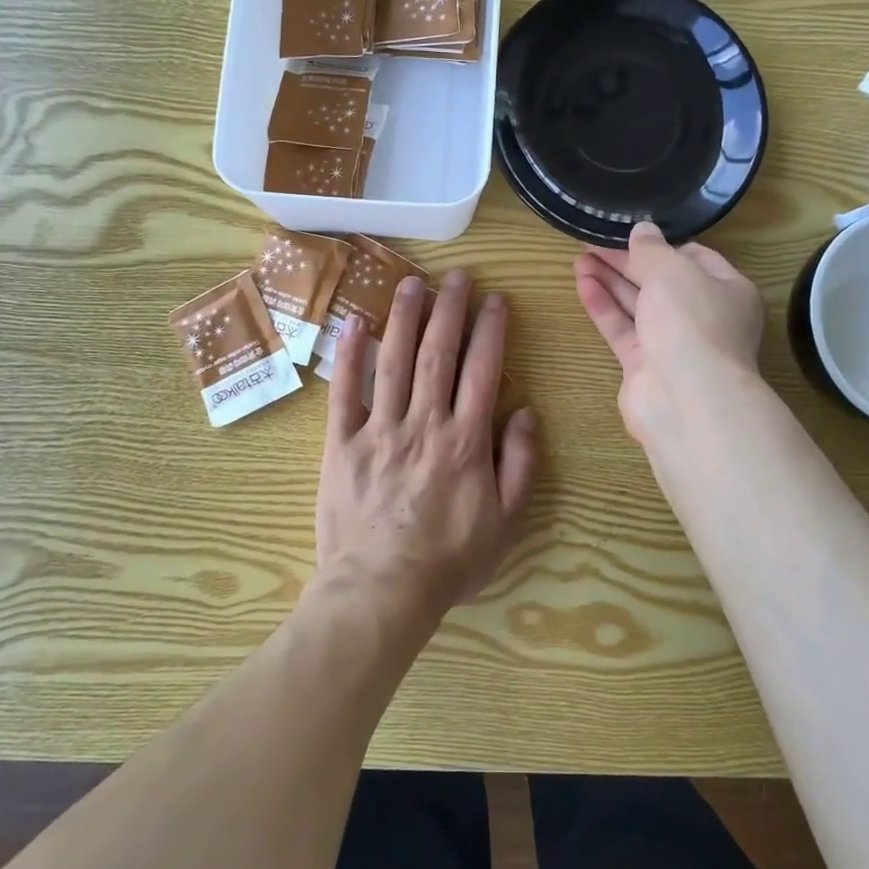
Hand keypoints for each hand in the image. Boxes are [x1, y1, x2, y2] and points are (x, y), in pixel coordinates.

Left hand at [316, 271, 539, 625]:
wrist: (382, 591)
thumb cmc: (450, 559)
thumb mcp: (506, 521)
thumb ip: (521, 464)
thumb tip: (526, 411)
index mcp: (466, 440)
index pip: (482, 370)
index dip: (491, 329)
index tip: (496, 299)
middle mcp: (424, 423)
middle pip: (437, 353)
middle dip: (449, 309)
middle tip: (456, 276)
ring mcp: (379, 430)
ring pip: (393, 361)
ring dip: (403, 317)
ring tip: (411, 282)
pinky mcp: (341, 443)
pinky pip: (343, 392)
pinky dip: (348, 356)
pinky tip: (354, 324)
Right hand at [574, 222, 766, 443]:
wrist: (686, 399)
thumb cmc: (691, 322)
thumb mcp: (672, 270)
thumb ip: (652, 248)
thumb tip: (643, 230)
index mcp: (727, 290)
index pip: (695, 258)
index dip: (662, 244)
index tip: (630, 231)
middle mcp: (703, 317)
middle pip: (662, 281)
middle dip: (628, 261)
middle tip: (593, 242)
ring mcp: (674, 344)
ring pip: (638, 305)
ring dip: (610, 280)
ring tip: (579, 257)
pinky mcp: (645, 366)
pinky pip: (622, 329)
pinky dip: (604, 306)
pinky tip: (582, 284)